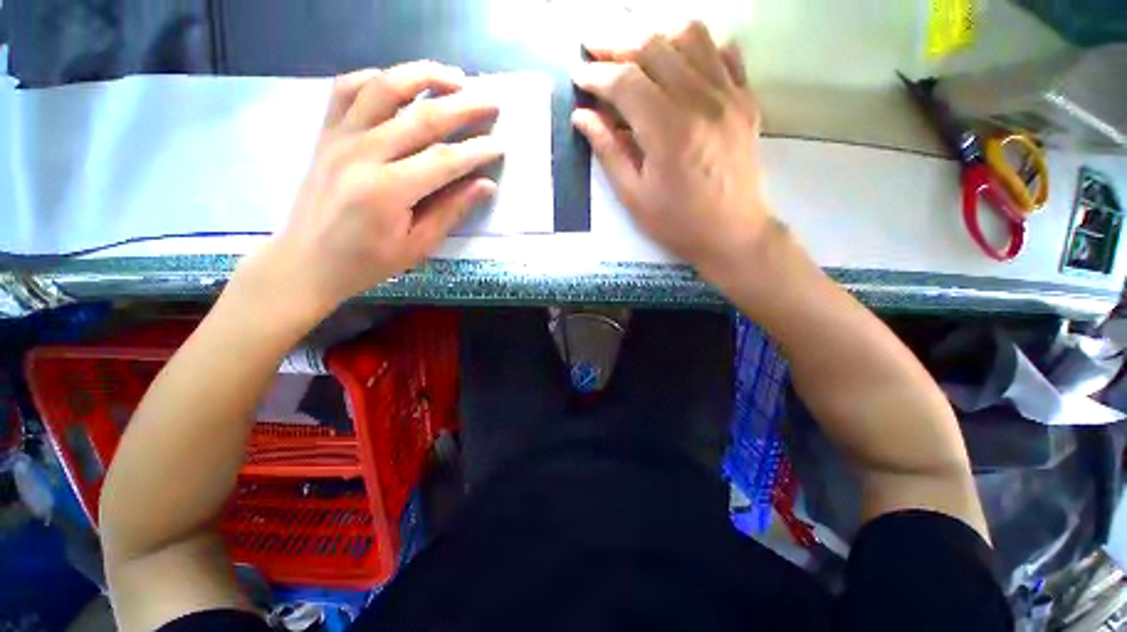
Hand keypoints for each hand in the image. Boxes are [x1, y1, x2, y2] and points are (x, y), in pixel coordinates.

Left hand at [240, 61, 502, 322]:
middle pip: (421, 118)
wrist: (307, 260)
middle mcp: (362, 154)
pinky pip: (347, 90)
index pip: (444, 160)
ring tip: (453, 77)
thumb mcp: (417, 246)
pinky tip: (399, 82)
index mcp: (388, 191)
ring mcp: (339, 138)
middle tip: (491, 101)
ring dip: (423, 76)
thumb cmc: (368, 262)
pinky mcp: (326, 134)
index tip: (499, 144)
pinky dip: (376, 78)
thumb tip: (485, 185)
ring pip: (383, 89)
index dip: (476, 151)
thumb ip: (451, 212)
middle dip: (462, 107)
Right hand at [572, 22, 777, 283]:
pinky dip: (695, 45)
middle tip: (593, 46)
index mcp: (668, 131)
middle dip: (616, 41)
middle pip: (655, 46)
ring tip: (631, 48)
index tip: (578, 74)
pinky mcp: (745, 99)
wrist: (733, 234)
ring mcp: (729, 95)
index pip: (626, 82)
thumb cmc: (677, 223)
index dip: (596, 74)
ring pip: (691, 36)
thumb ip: (608, 152)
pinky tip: (677, 59)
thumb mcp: (633, 197)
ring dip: (655, 34)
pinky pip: (723, 51)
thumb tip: (582, 116)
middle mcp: (701, 101)